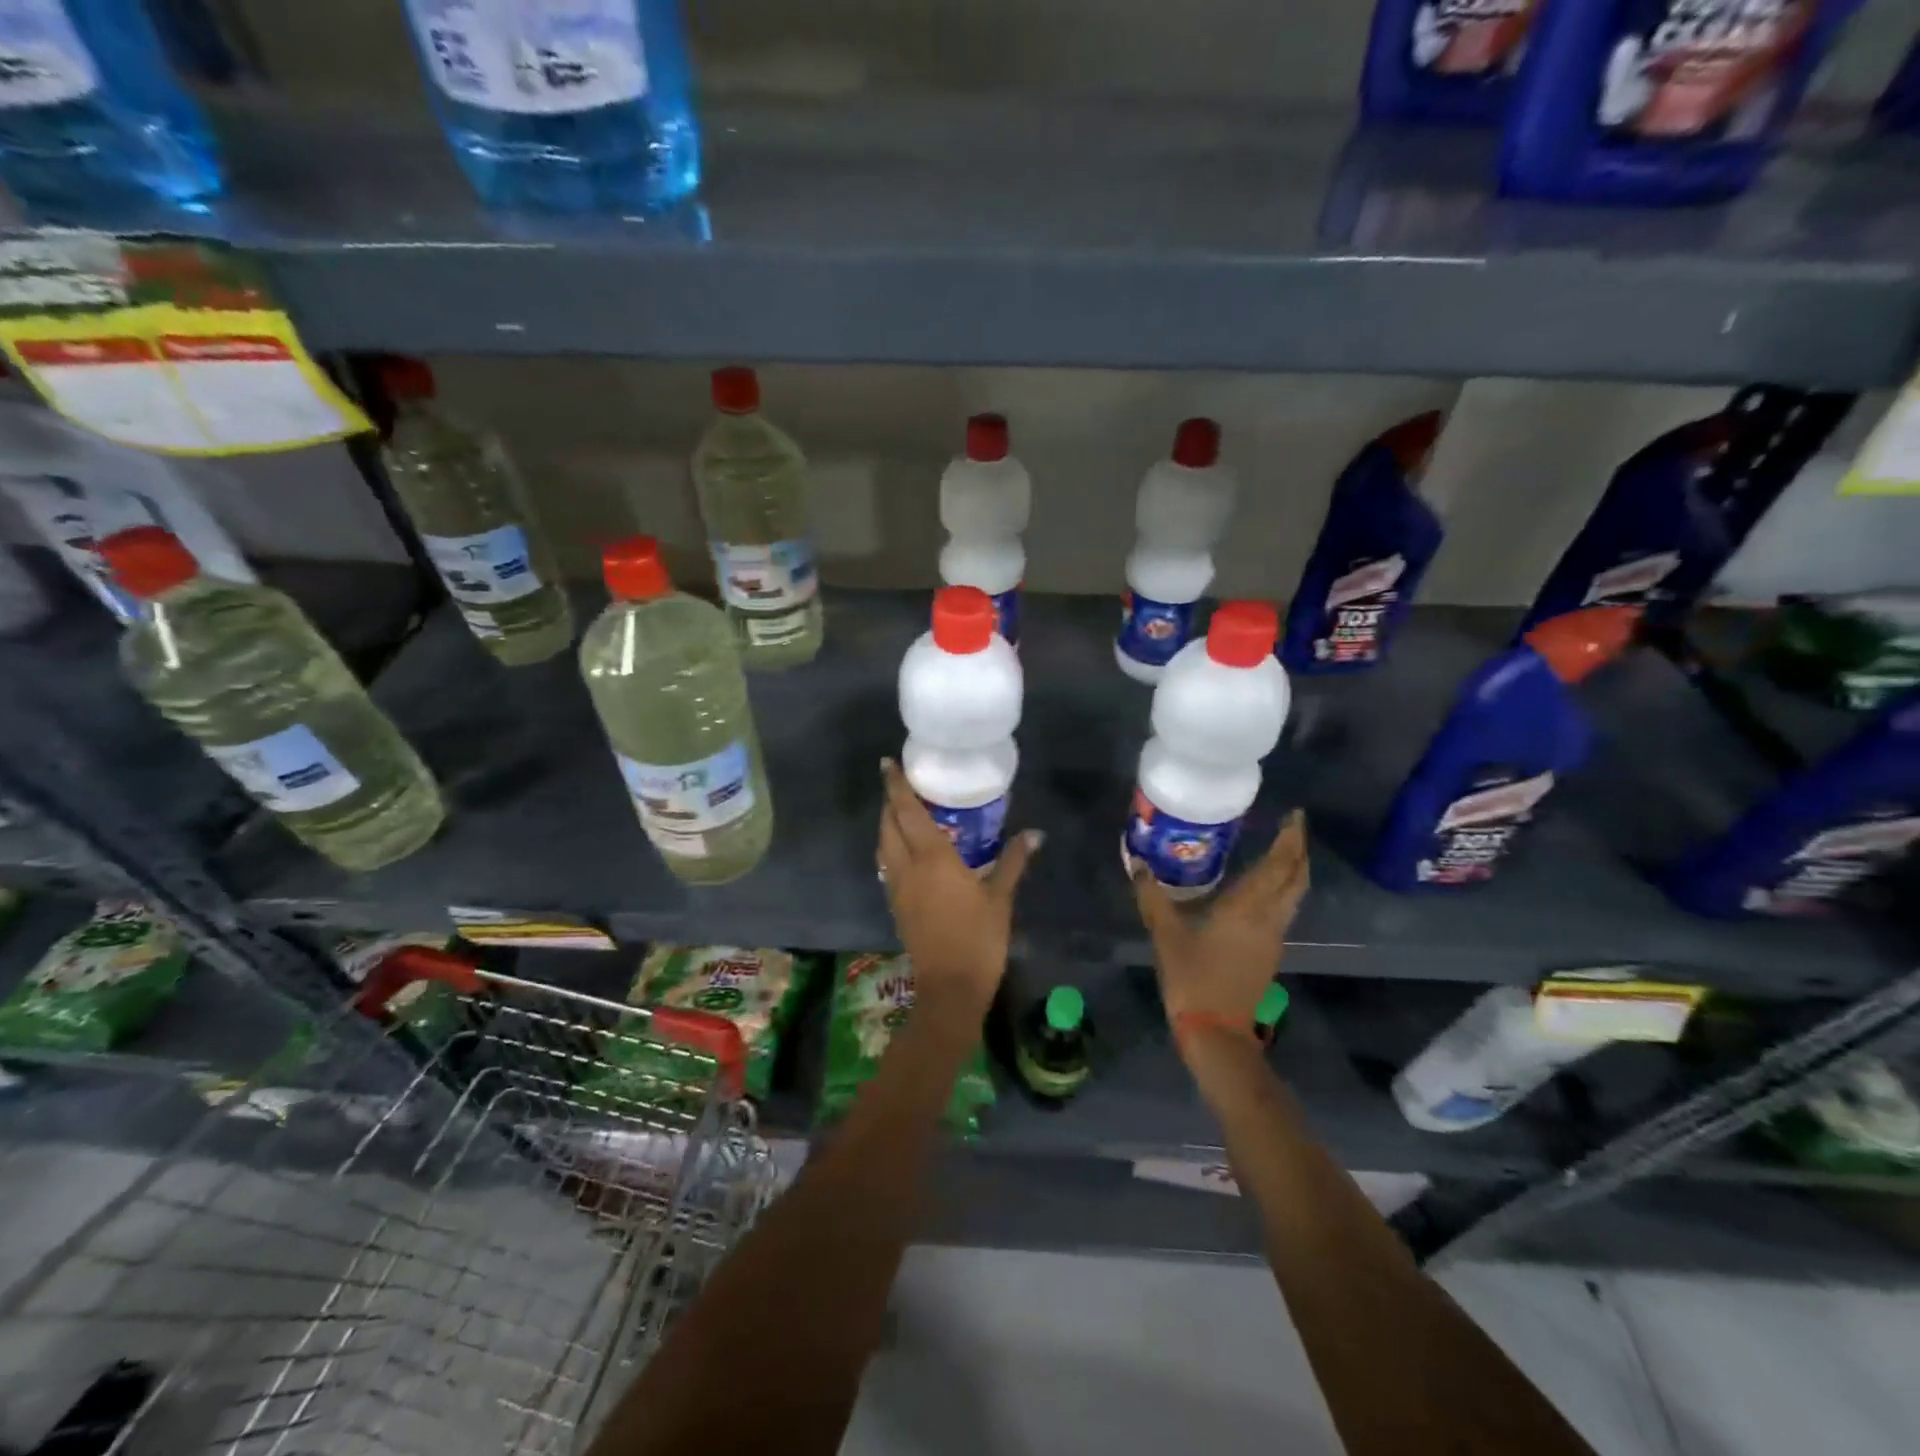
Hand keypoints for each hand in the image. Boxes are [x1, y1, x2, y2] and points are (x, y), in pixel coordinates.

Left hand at [877, 759, 1040, 1026]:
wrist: (950, 987)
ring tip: (902, 812)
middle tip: (901, 784)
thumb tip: (1035, 833)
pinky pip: (887, 864)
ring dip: (887, 824)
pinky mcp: (896, 905)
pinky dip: (891, 847)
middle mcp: (907, 867)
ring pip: (883, 845)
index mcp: (932, 858)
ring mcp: (897, 887)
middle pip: (888, 825)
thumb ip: (1013, 861)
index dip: (896, 786)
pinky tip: (907, 849)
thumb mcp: (1000, 897)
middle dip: (890, 802)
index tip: (887, 763)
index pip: (907, 811)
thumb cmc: (979, 938)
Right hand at [1132, 809, 1310, 1052]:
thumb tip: (1138, 864)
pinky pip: (1284, 909)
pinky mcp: (1268, 953)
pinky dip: (1281, 889)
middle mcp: (1269, 919)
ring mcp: (1273, 938)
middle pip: (1296, 878)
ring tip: (1281, 849)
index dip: (1290, 839)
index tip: (1294, 814)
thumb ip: (1153, 897)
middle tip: (1291, 826)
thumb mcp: (1166, 935)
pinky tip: (1262, 888)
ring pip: (1294, 895)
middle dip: (1298, 850)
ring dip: (1293, 870)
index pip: (1279, 866)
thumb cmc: (1194, 979)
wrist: (1216, 1033)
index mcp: (1248, 908)